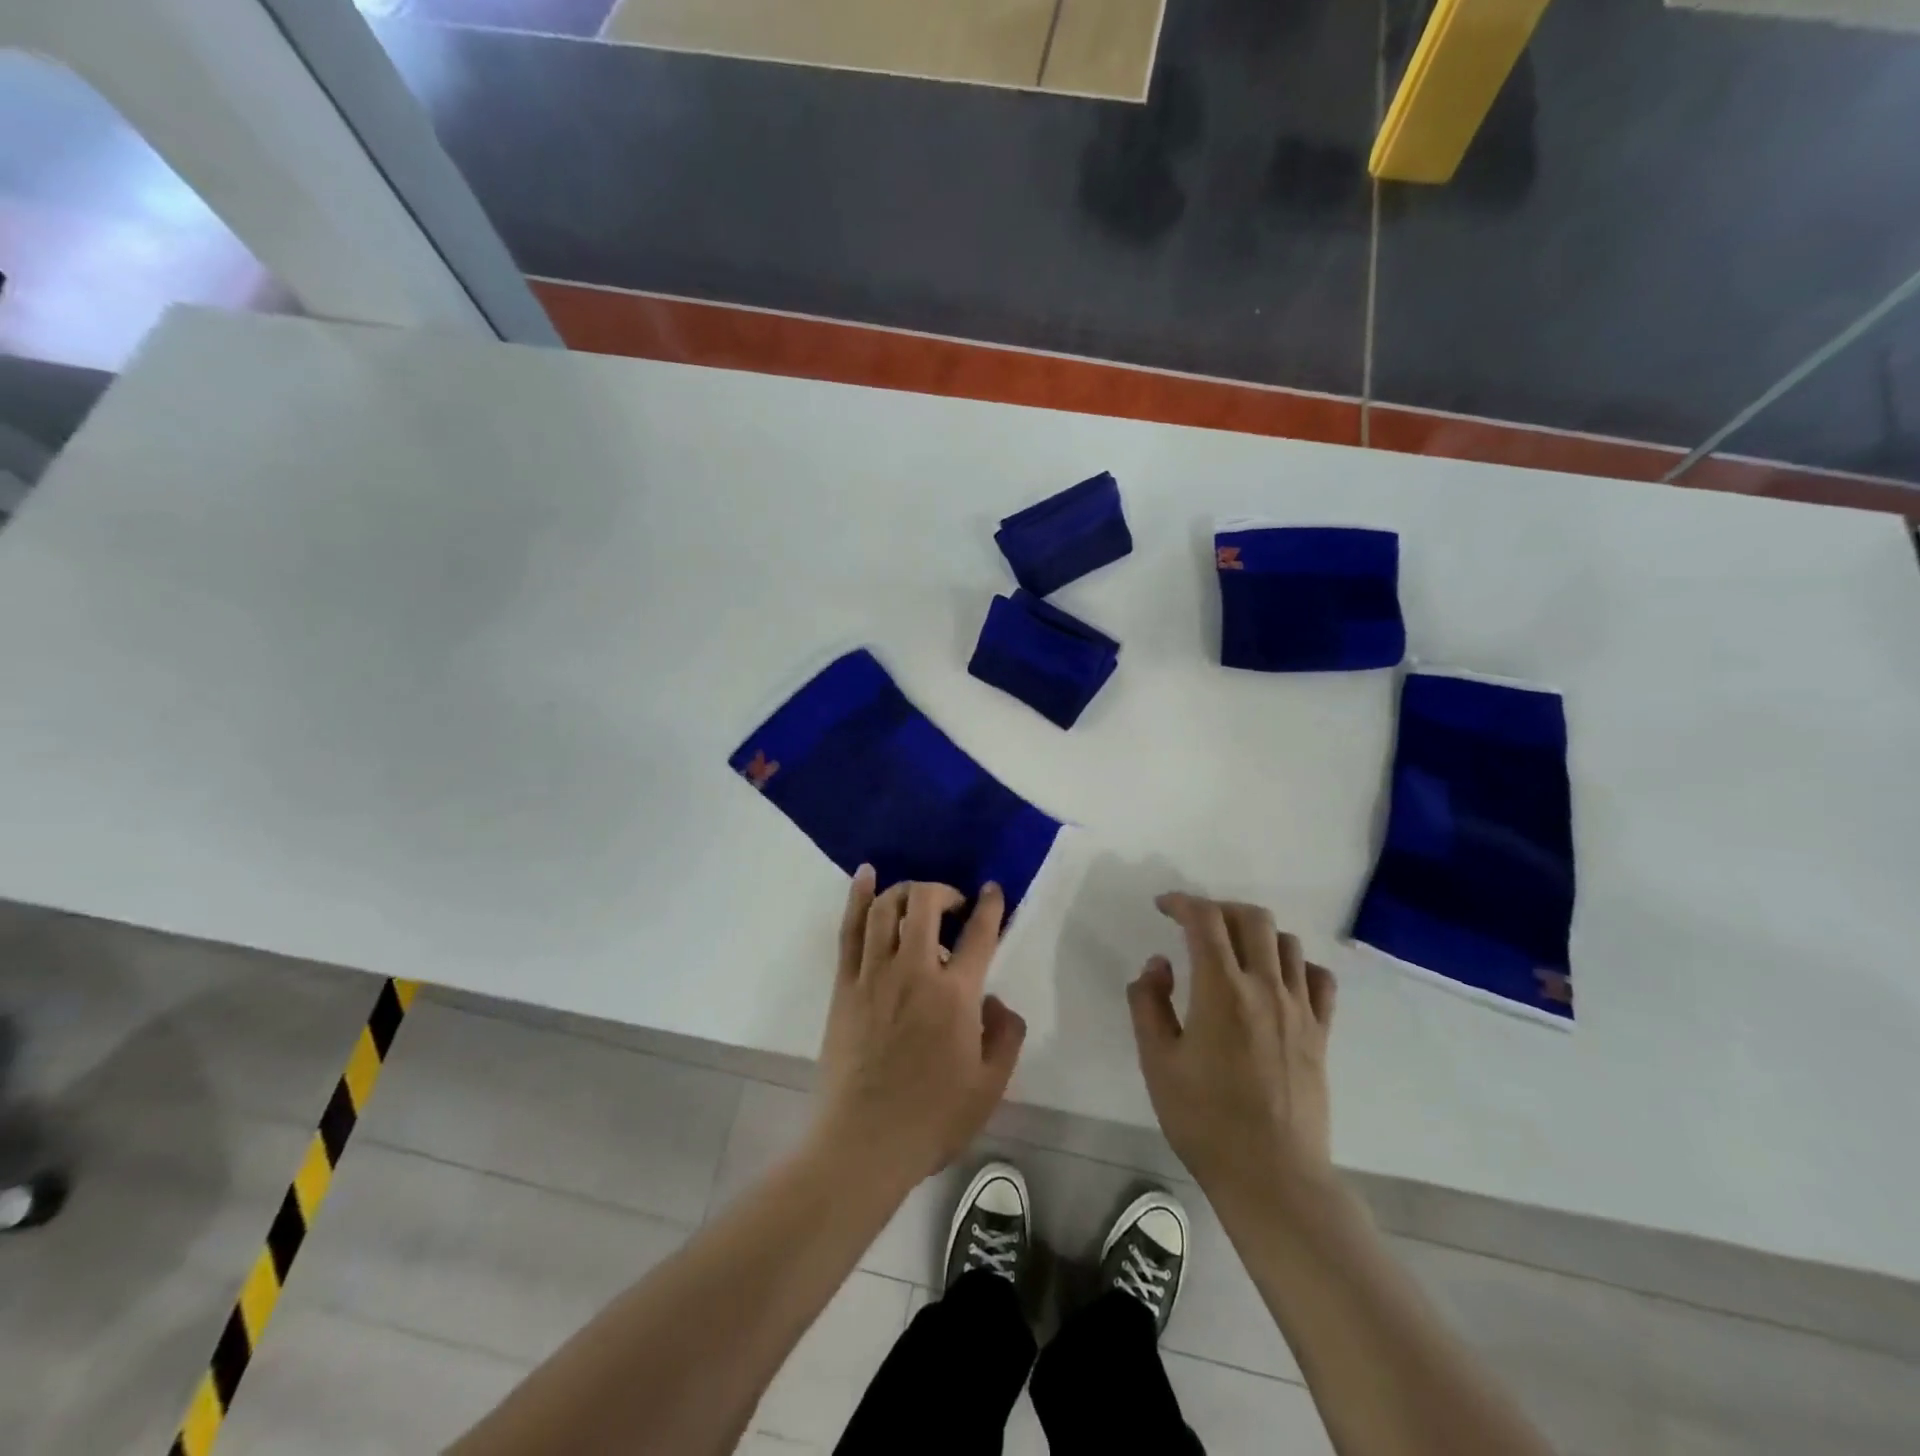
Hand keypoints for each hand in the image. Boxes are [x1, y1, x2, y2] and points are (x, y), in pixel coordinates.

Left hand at [812, 867, 1026, 1189]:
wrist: (863, 1143)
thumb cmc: (932, 1118)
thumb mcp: (990, 1086)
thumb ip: (1005, 1036)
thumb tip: (997, 1001)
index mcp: (955, 995)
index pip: (978, 934)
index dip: (990, 906)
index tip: (993, 891)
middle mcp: (914, 971)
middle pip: (926, 903)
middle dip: (944, 891)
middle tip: (953, 907)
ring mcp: (874, 974)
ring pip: (887, 908)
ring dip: (906, 891)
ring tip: (918, 898)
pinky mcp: (845, 985)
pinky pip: (850, 928)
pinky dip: (858, 896)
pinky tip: (866, 875)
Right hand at [1128, 893, 1337, 1202]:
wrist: (1272, 1176)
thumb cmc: (1204, 1119)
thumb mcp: (1157, 1062)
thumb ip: (1149, 1003)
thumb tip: (1159, 965)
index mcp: (1221, 989)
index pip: (1205, 919)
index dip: (1182, 902)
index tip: (1163, 907)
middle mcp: (1265, 986)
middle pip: (1252, 918)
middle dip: (1219, 909)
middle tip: (1196, 926)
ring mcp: (1299, 1009)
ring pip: (1286, 942)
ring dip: (1256, 934)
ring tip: (1234, 953)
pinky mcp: (1320, 1033)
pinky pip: (1318, 978)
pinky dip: (1295, 965)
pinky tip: (1277, 981)